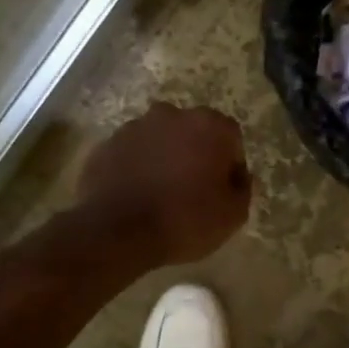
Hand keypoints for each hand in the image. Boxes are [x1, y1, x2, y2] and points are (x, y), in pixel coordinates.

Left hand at [77, 102, 252, 264]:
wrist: (118, 232)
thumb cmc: (185, 220)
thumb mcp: (233, 214)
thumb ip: (242, 188)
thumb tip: (236, 176)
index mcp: (209, 125)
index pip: (231, 138)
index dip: (229, 165)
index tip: (223, 190)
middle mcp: (172, 115)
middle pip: (193, 133)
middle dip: (196, 154)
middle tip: (193, 190)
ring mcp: (135, 127)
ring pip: (160, 140)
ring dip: (165, 158)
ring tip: (161, 193)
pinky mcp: (107, 144)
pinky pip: (132, 153)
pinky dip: (137, 167)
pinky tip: (137, 195)